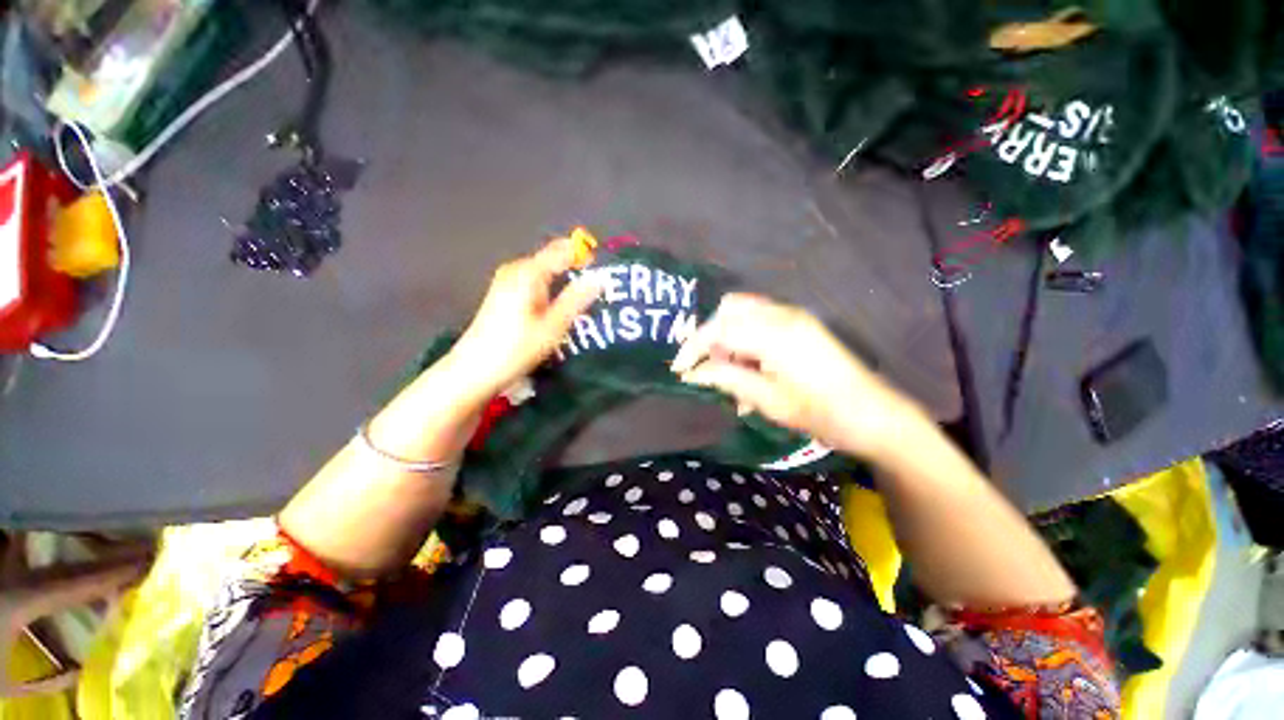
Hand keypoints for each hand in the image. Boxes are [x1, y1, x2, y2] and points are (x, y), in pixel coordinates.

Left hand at [448, 238, 601, 398]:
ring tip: (583, 300)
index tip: (604, 269)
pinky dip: (551, 289)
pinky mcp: (504, 294)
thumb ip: (577, 299)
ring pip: (544, 272)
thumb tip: (599, 278)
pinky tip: (558, 308)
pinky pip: (535, 282)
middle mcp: (516, 269)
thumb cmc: (517, 348)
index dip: (584, 255)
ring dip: (563, 281)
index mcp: (528, 272)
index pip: (562, 250)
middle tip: (597, 290)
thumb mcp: (554, 325)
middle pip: (552, 259)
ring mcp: (507, 281)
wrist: (475, 370)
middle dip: (575, 269)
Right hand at [671, 293, 924, 459]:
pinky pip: (761, 325)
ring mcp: (793, 318)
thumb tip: (693, 373)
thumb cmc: (819, 412)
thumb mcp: (767, 399)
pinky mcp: (800, 326)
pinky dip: (746, 343)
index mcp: (773, 332)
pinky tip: (750, 374)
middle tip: (707, 368)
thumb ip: (726, 378)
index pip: (718, 329)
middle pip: (729, 311)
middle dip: (710, 338)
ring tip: (731, 377)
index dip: (693, 347)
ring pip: (744, 315)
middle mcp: (782, 315)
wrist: (874, 416)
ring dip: (728, 341)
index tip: (679, 370)